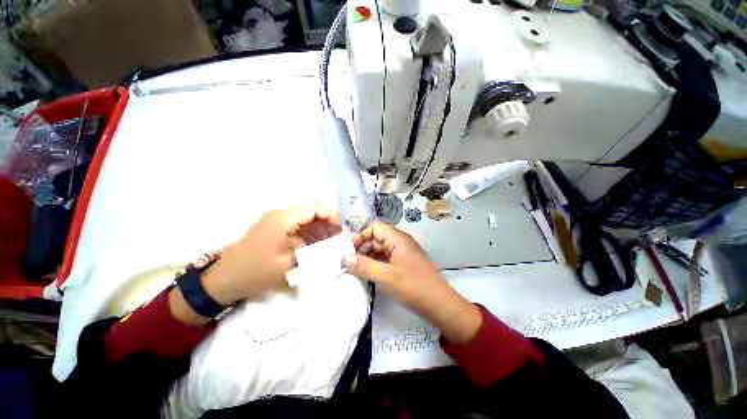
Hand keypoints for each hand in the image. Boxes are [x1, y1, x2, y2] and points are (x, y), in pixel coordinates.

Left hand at [202, 204, 340, 304]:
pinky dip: (309, 233)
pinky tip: (317, 244)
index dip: (331, 216)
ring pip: (305, 219)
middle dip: (327, 223)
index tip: (341, 230)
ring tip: (330, 242)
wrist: (224, 280)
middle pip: (311, 212)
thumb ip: (315, 253)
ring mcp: (277, 221)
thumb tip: (336, 247)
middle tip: (338, 238)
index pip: (314, 208)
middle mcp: (281, 214)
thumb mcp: (290, 265)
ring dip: (319, 228)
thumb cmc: (257, 271)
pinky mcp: (275, 229)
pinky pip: (297, 226)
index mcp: (284, 218)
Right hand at [344, 222, 481, 343]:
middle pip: (377, 238)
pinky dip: (376, 265)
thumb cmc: (413, 287)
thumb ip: (364, 266)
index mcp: (398, 239)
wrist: (440, 305)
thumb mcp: (385, 277)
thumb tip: (345, 257)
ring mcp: (402, 254)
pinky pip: (386, 260)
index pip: (375, 227)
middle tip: (349, 263)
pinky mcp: (403, 265)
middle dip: (362, 248)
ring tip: (356, 270)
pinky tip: (368, 275)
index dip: (361, 235)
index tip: (349, 250)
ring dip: (368, 258)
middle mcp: (400, 243)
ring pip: (380, 250)